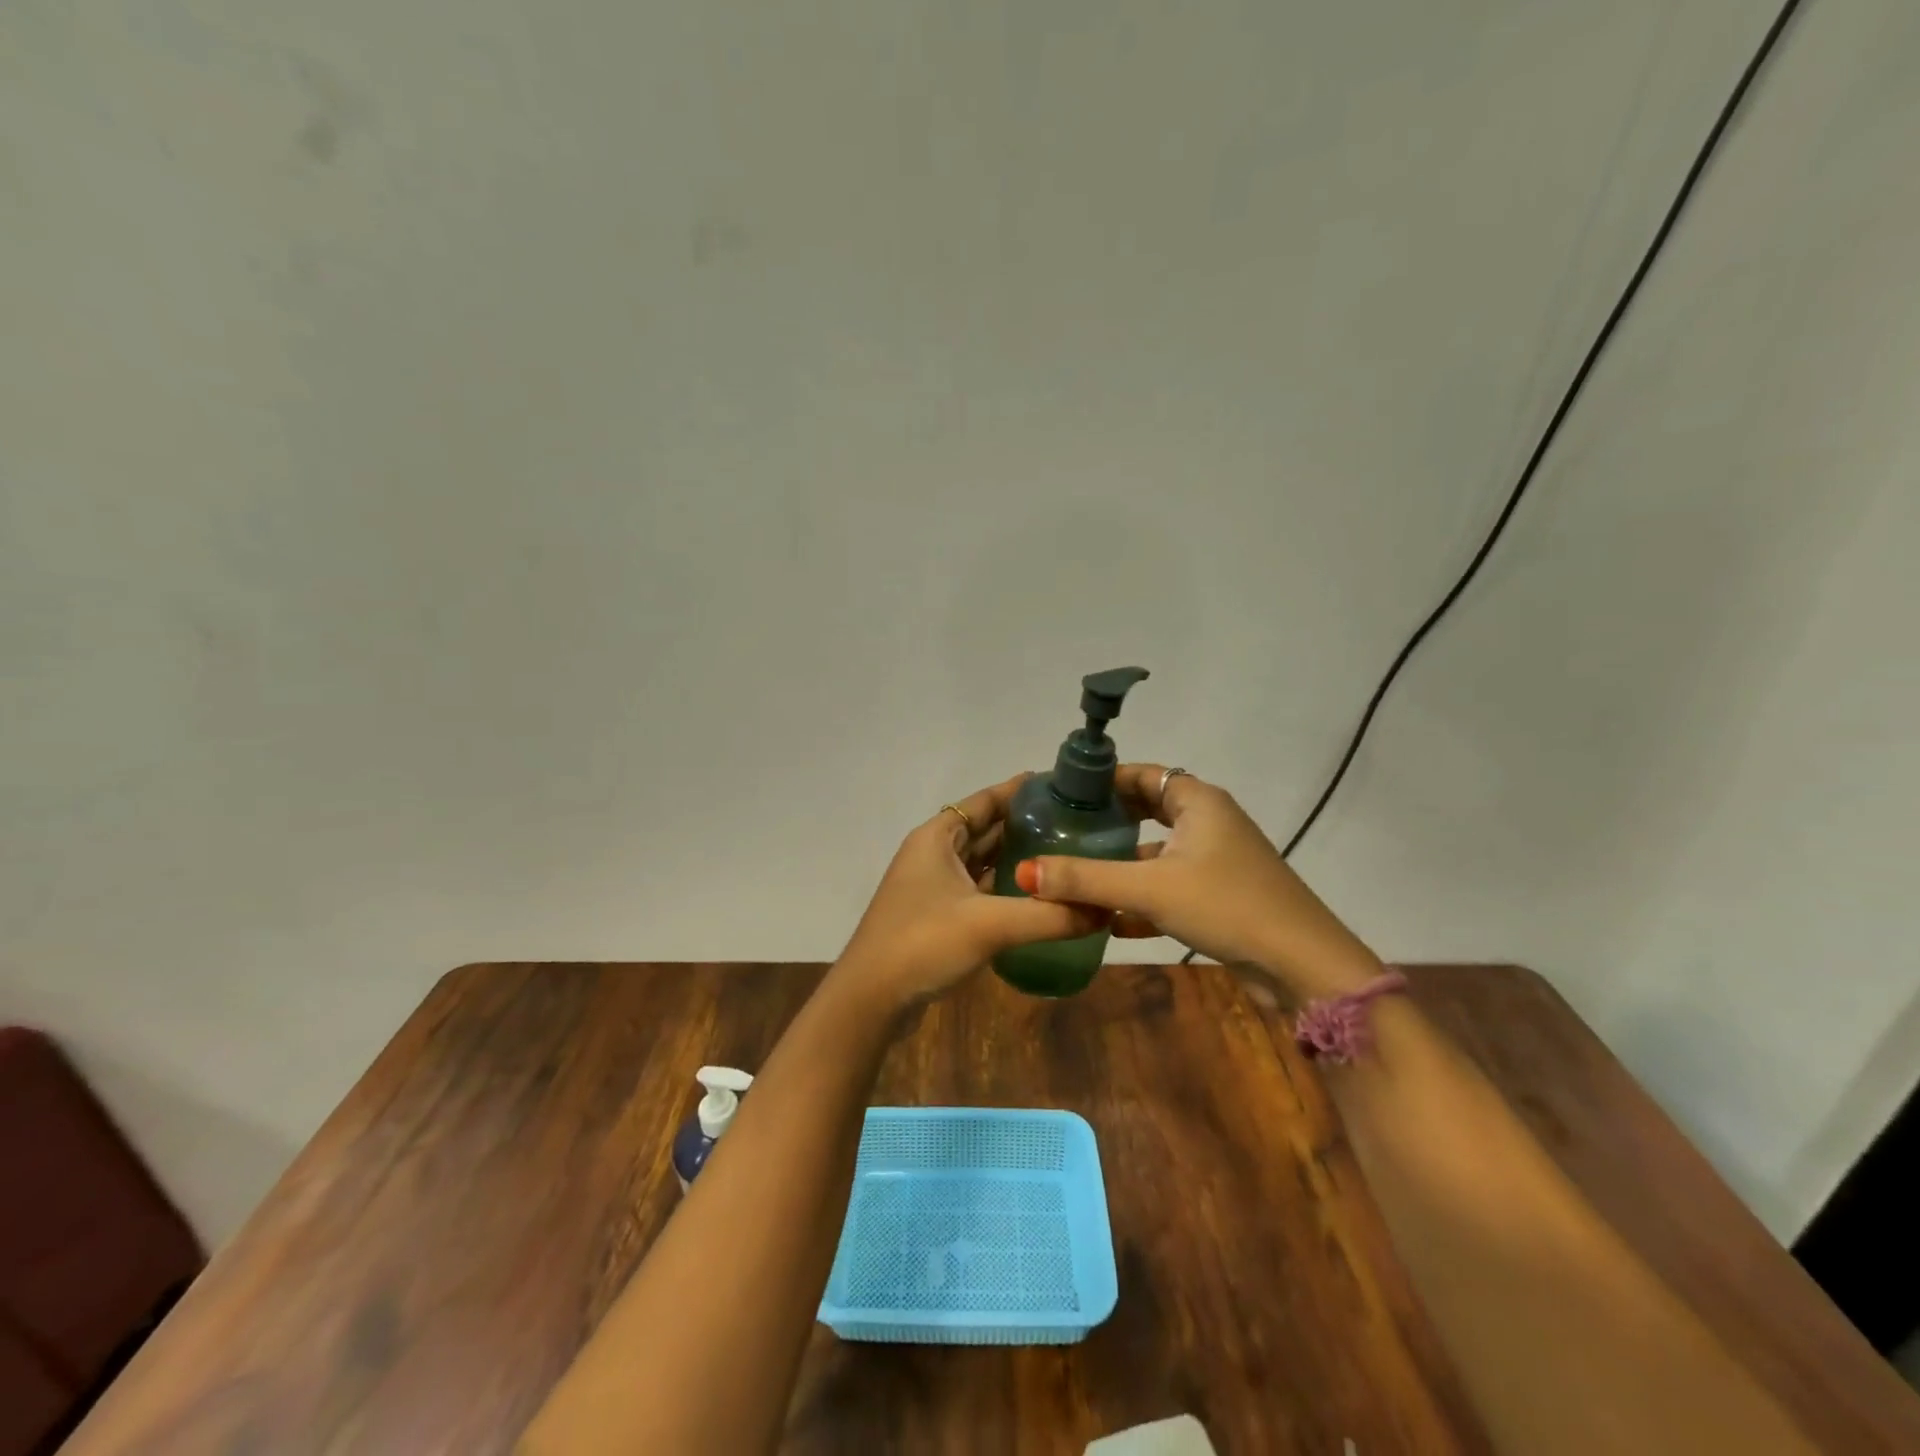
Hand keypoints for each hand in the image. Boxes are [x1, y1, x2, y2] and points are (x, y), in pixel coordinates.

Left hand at [839, 774, 1107, 1006]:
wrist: (870, 1000)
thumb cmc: (923, 943)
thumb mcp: (990, 925)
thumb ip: (1048, 916)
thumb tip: (1105, 910)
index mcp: (938, 837)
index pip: (985, 801)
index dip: (1021, 791)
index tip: (1062, 786)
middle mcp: (933, 853)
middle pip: (986, 829)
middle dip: (1026, 825)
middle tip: (1077, 823)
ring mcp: (932, 885)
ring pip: (982, 861)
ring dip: (1016, 858)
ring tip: (1065, 855)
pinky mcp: (936, 914)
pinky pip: (978, 889)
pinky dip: (1004, 888)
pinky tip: (1036, 897)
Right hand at [1015, 764, 1379, 995]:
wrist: (1303, 966)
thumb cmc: (1227, 906)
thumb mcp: (1151, 888)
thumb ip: (1086, 879)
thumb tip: (1023, 871)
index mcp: (1198, 802)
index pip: (1141, 775)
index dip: (1102, 781)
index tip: (1062, 794)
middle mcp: (1208, 823)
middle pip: (1147, 812)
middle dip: (1106, 823)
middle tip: (1060, 832)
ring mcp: (1217, 861)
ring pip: (1156, 854)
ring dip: (1120, 865)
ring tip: (1073, 875)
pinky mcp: (1220, 896)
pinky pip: (1169, 887)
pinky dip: (1141, 898)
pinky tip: (1106, 920)